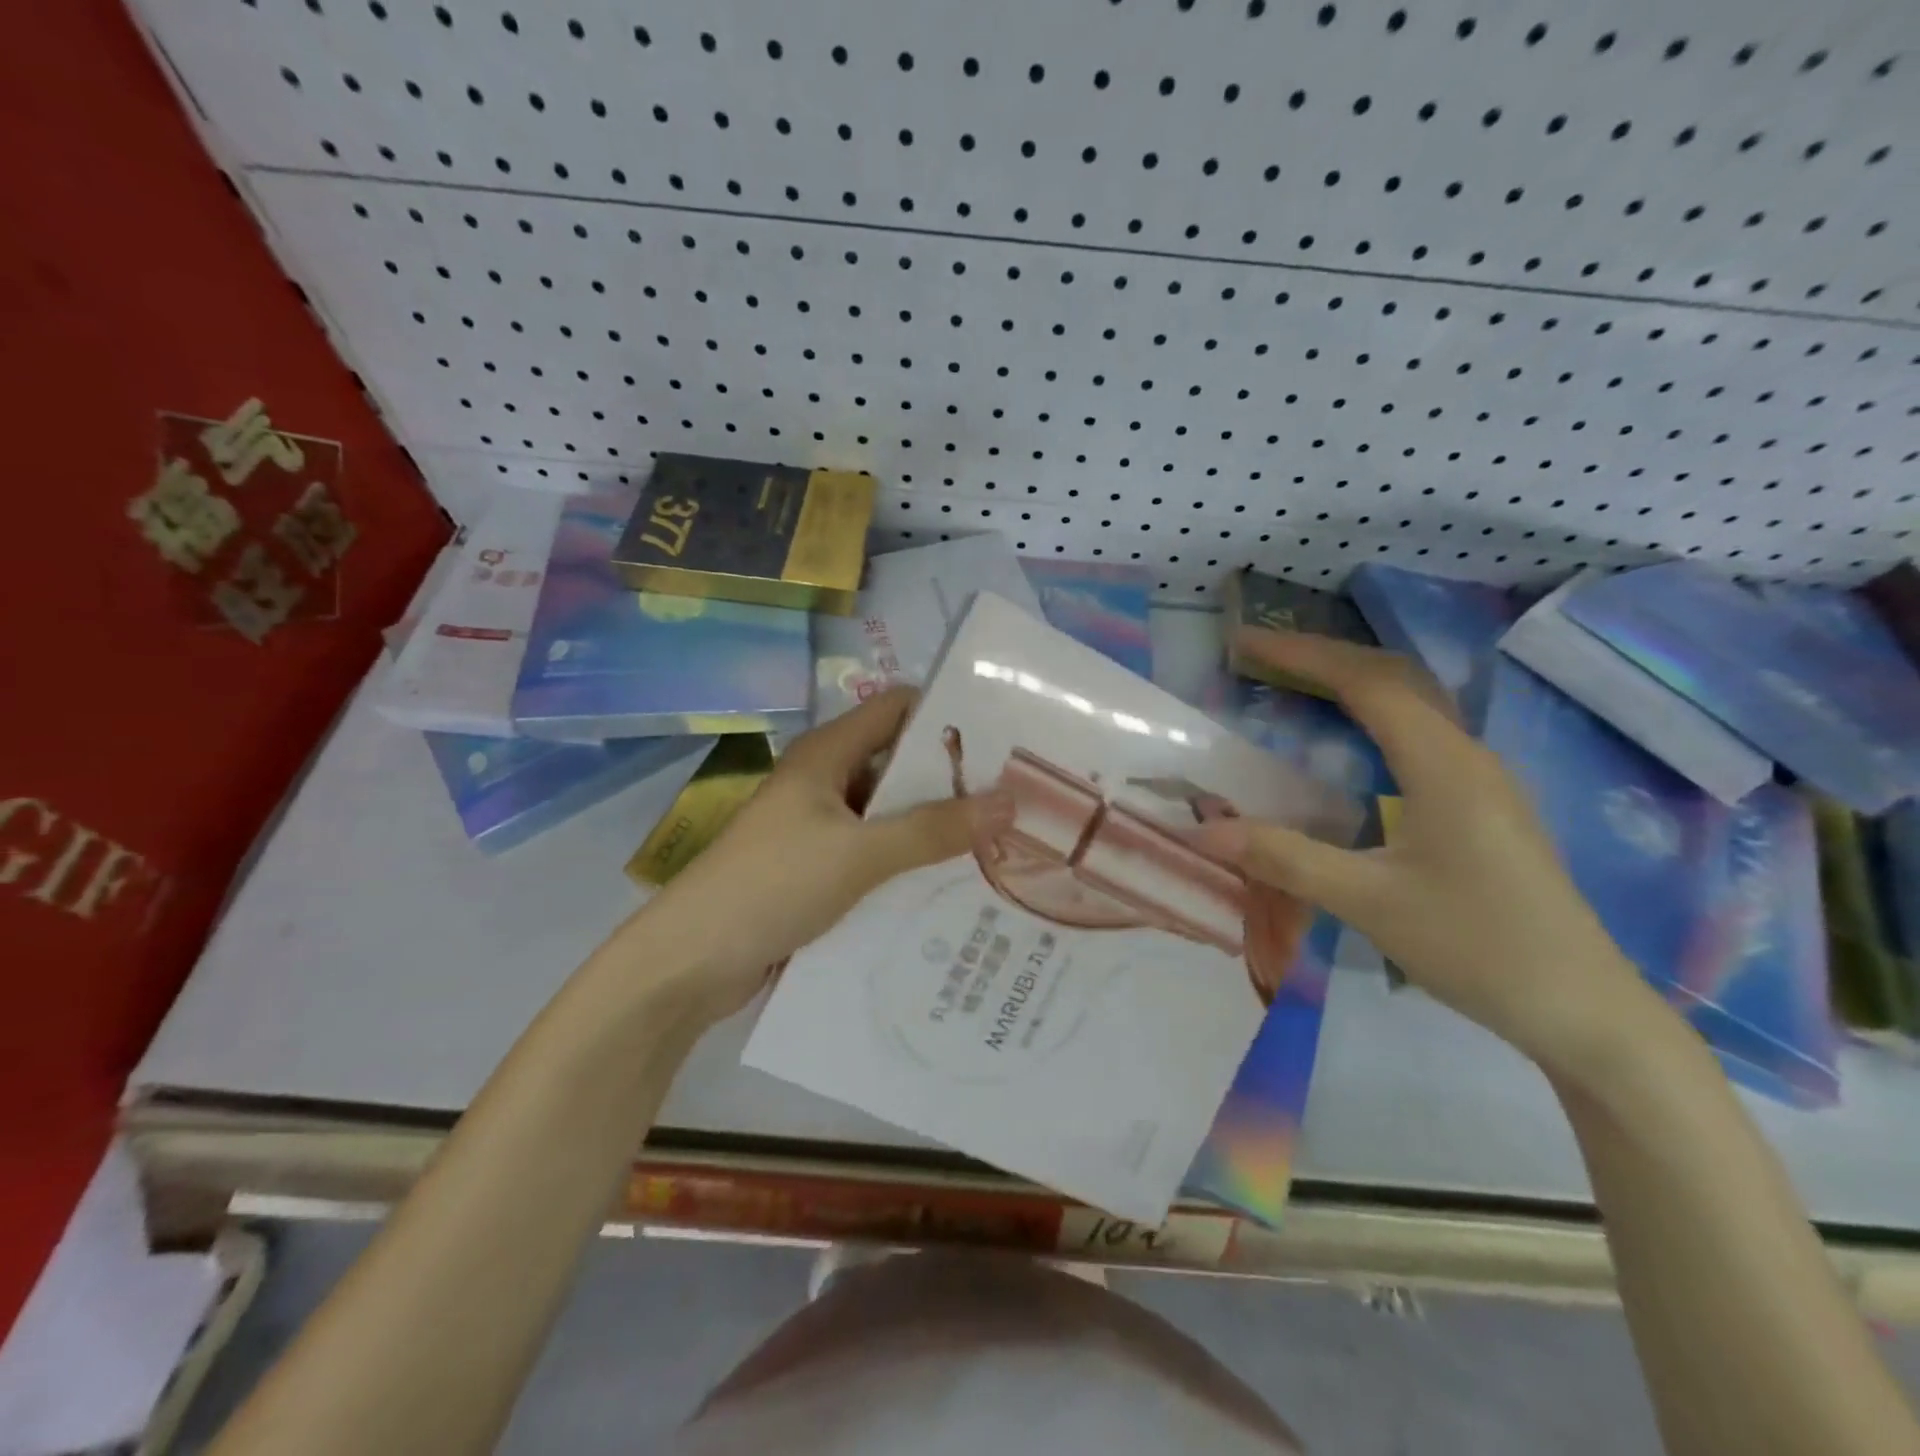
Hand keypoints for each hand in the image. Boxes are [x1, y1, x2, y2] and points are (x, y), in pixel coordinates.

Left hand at [642, 687, 1011, 1020]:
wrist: (691, 963)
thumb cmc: (772, 885)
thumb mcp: (859, 854)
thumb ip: (933, 829)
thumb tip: (1009, 802)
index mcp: (827, 754)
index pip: (897, 708)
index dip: (947, 715)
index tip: (1003, 739)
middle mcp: (825, 782)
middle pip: (899, 764)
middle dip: (953, 780)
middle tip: (1017, 799)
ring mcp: (820, 829)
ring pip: (890, 815)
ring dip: (935, 827)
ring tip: (1002, 843)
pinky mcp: (818, 871)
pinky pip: (876, 856)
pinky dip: (910, 864)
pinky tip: (954, 884)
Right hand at [1194, 628, 1659, 1078]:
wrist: (1582, 1010)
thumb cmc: (1477, 946)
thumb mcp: (1368, 902)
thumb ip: (1284, 858)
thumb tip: (1203, 830)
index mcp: (1444, 765)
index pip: (1367, 684)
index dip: (1303, 655)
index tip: (1246, 643)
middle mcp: (1467, 756)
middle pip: (1395, 678)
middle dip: (1325, 657)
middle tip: (1262, 656)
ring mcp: (1482, 779)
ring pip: (1414, 703)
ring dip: (1352, 682)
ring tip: (1294, 682)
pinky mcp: (1483, 805)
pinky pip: (1421, 733)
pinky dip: (1373, 715)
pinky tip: (1348, 740)